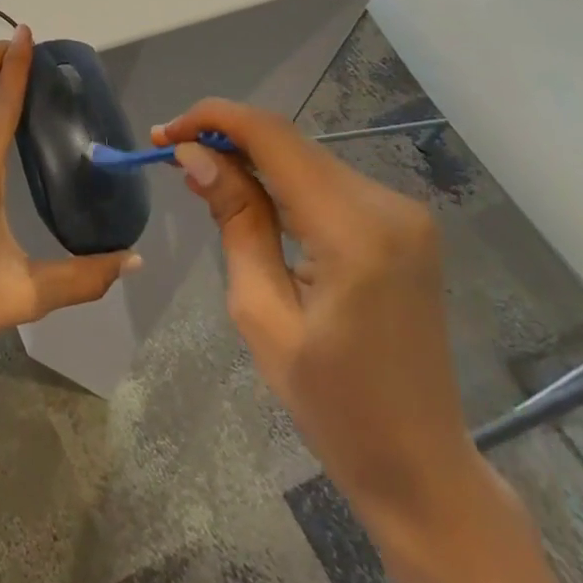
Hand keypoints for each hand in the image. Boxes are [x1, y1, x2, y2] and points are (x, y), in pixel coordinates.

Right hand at [154, 101, 477, 534]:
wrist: (420, 463)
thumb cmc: (331, 404)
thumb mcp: (261, 312)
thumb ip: (235, 220)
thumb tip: (196, 155)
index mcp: (354, 230)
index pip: (273, 137)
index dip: (213, 119)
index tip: (163, 135)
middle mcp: (387, 204)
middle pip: (289, 142)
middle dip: (226, 138)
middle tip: (172, 156)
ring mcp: (403, 212)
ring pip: (306, 158)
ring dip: (251, 158)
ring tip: (201, 177)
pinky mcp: (403, 224)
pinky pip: (327, 182)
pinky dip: (282, 179)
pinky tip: (250, 197)